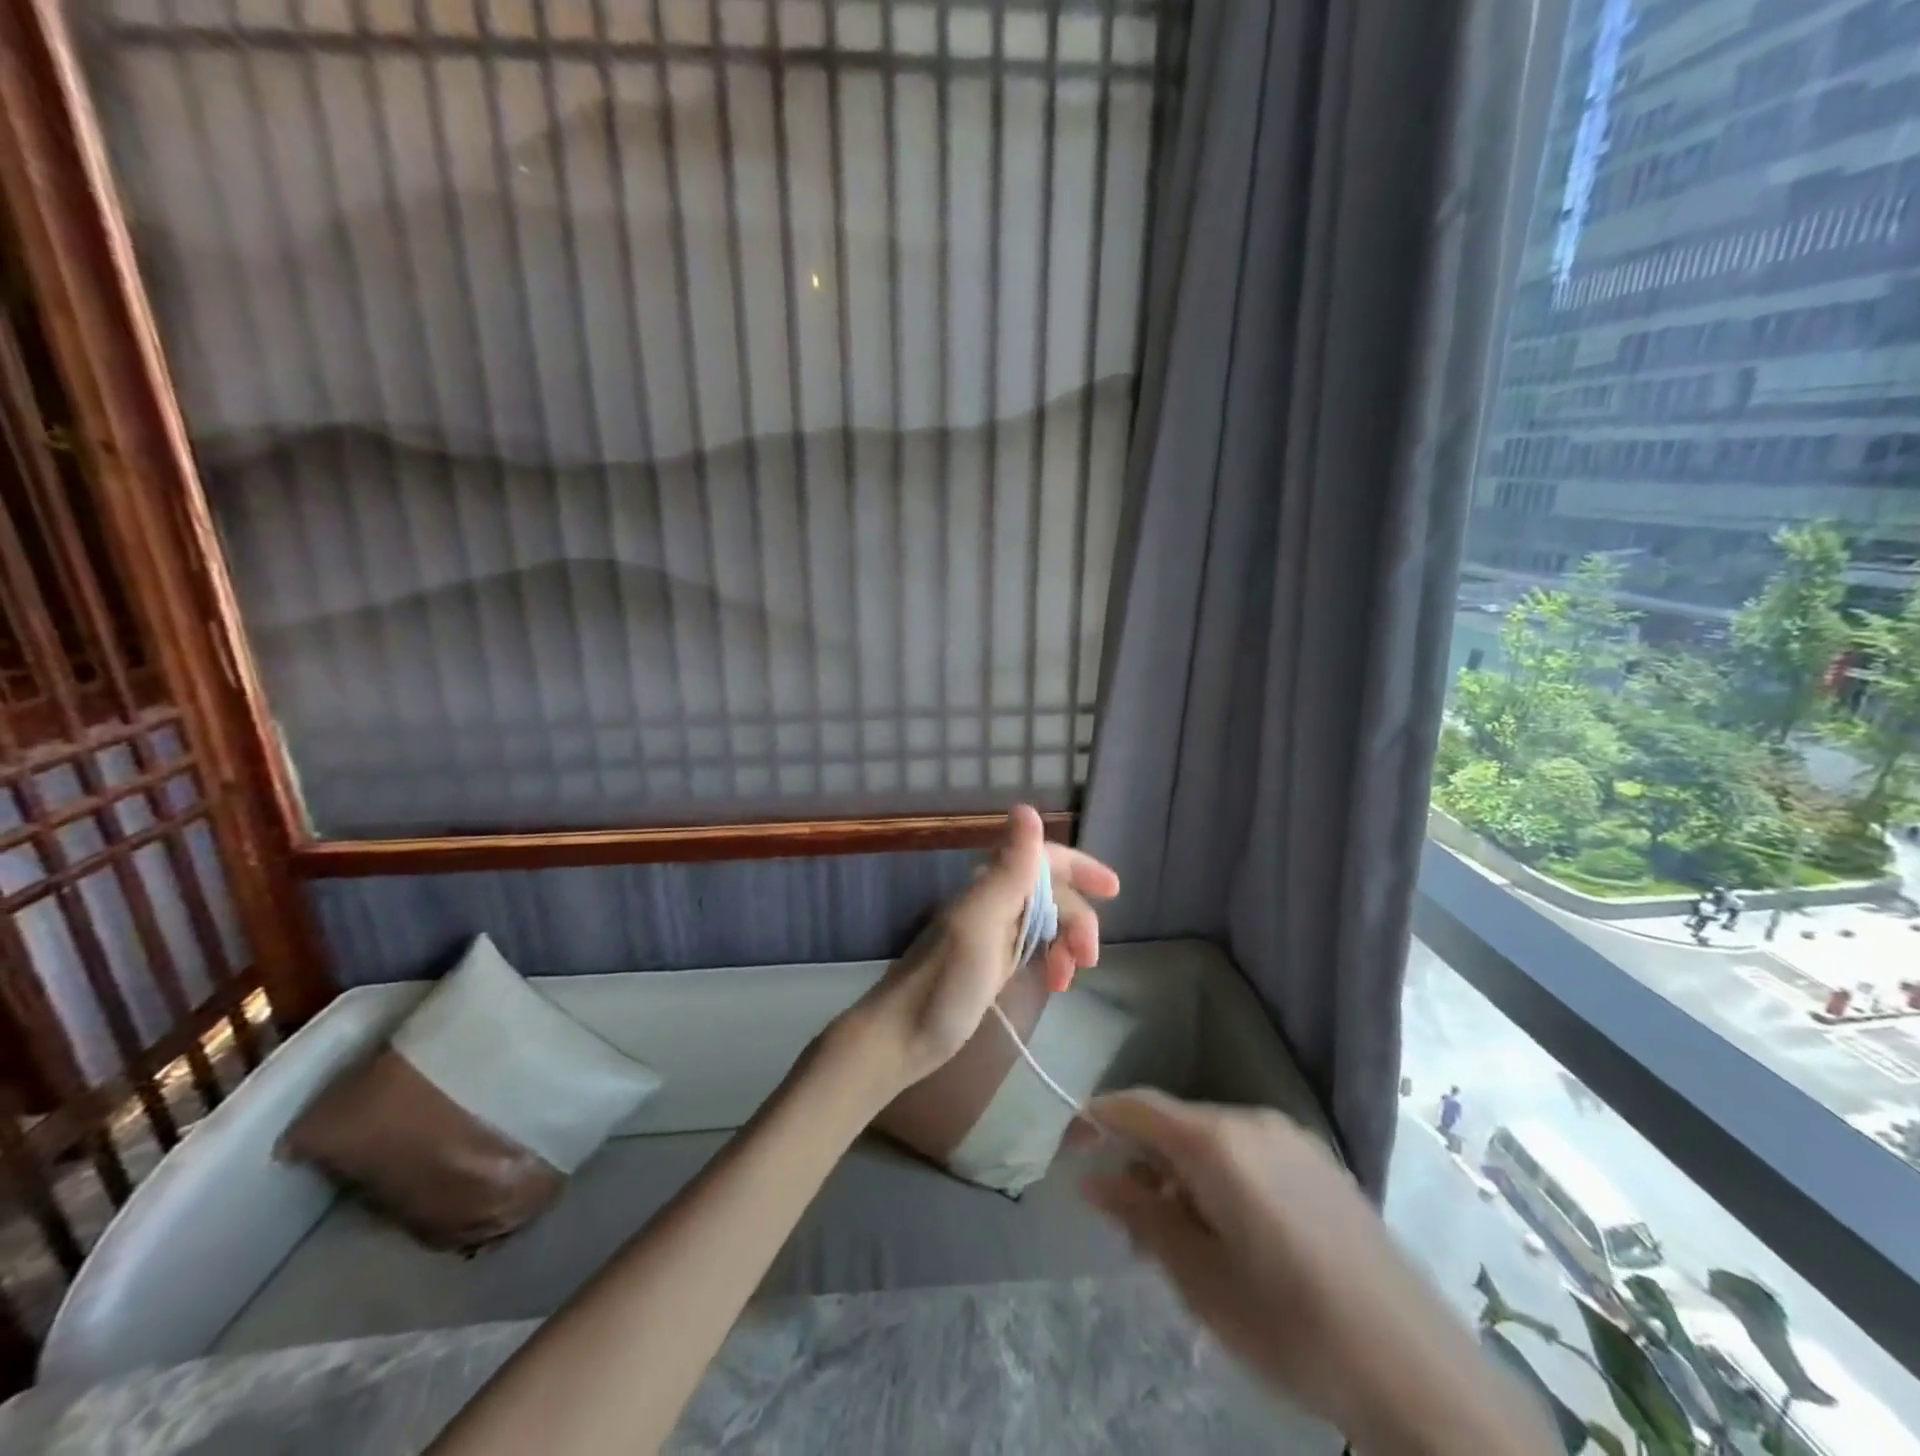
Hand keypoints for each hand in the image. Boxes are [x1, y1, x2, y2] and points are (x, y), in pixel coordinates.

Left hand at [847, 805, 1118, 1088]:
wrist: (900, 1038)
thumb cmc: (943, 983)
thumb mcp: (981, 924)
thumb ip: (1010, 870)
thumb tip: (1027, 809)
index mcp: (990, 886)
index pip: (1044, 858)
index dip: (1080, 867)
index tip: (1113, 889)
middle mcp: (992, 901)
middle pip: (1051, 893)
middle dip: (1078, 919)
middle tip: (1088, 959)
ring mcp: (991, 934)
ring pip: (1045, 921)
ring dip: (1067, 942)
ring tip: (1069, 979)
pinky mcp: (990, 964)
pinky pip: (1033, 947)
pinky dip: (1052, 960)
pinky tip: (1056, 983)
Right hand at [1080, 1090, 1557, 1454]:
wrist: (1418, 1373)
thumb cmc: (1292, 1328)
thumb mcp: (1199, 1280)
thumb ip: (1140, 1216)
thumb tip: (1090, 1178)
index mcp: (1217, 1141)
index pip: (1136, 1105)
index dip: (1094, 1120)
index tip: (1069, 1153)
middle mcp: (1251, 1120)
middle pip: (1174, 1123)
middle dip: (1141, 1162)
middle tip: (1131, 1228)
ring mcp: (1291, 1138)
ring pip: (1210, 1139)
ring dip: (1181, 1175)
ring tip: (1181, 1243)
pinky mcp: (1318, 1162)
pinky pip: (1247, 1152)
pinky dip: (1219, 1178)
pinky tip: (1232, 1236)